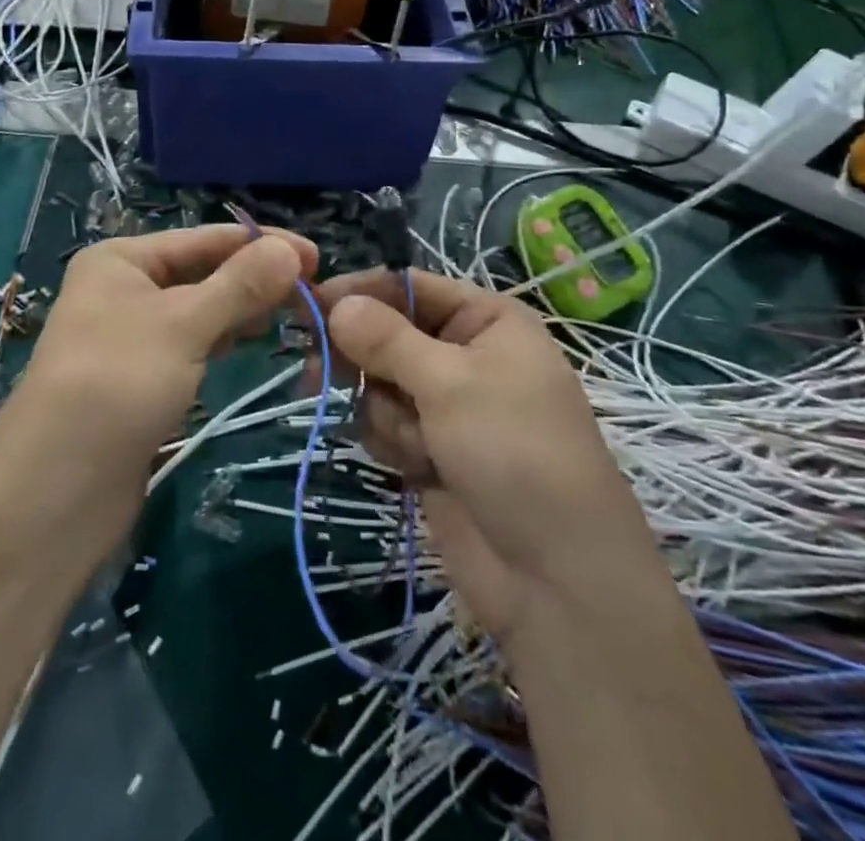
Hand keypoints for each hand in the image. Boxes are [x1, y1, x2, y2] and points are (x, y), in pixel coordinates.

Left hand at [0, 225, 315, 541]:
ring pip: (201, 309)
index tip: (317, 257)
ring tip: (294, 314)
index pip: (204, 239)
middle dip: (255, 278)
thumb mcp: (183, 324)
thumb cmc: (117, 384)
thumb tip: (291, 251)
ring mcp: (132, 335)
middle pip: (204, 272)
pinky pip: (193, 343)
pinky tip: (252, 342)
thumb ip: (240, 285)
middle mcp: (124, 289)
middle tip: (313, 292)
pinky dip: (223, 339)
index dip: (261, 244)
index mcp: (122, 260)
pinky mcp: (143, 377)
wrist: (55, 492)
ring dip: (243, 309)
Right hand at [321, 270, 658, 648]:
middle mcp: (466, 354)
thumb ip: (386, 339)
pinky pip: (386, 425)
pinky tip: (419, 469)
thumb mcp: (450, 383)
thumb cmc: (514, 453)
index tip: (310, 303)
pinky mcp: (432, 449)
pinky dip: (393, 442)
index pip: (409, 286)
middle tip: (317, 371)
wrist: (555, 578)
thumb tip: (336, 302)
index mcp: (486, 320)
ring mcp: (448, 405)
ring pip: (380, 383)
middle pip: (388, 334)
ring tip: (419, 444)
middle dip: (362, 357)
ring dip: (386, 412)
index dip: (360, 292)